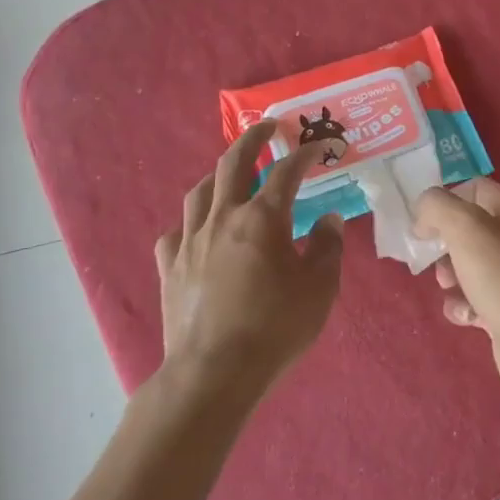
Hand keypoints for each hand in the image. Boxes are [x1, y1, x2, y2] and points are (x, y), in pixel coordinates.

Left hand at [154, 121, 344, 393]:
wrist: (213, 373)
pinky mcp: (169, 268)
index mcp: (262, 219)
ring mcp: (190, 242)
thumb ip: (327, 248)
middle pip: (233, 163)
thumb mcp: (319, 289)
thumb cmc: (275, 328)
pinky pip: (175, 233)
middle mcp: (223, 218)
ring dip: (217, 175)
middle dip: (252, 139)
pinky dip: (190, 223)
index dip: (305, 155)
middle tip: (267, 127)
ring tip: (230, 174)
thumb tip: (329, 219)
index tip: (320, 147)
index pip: (286, 172)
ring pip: (199, 192)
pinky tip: (197, 230)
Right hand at [413, 178, 499, 406]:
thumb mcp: (463, 226)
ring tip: (451, 290)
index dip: (446, 201)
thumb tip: (424, 218)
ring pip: (468, 267)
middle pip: (469, 231)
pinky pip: (475, 300)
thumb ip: (437, 207)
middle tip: (436, 261)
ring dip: (450, 279)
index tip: (425, 223)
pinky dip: (463, 307)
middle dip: (444, 246)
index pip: (475, 189)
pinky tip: (466, 316)